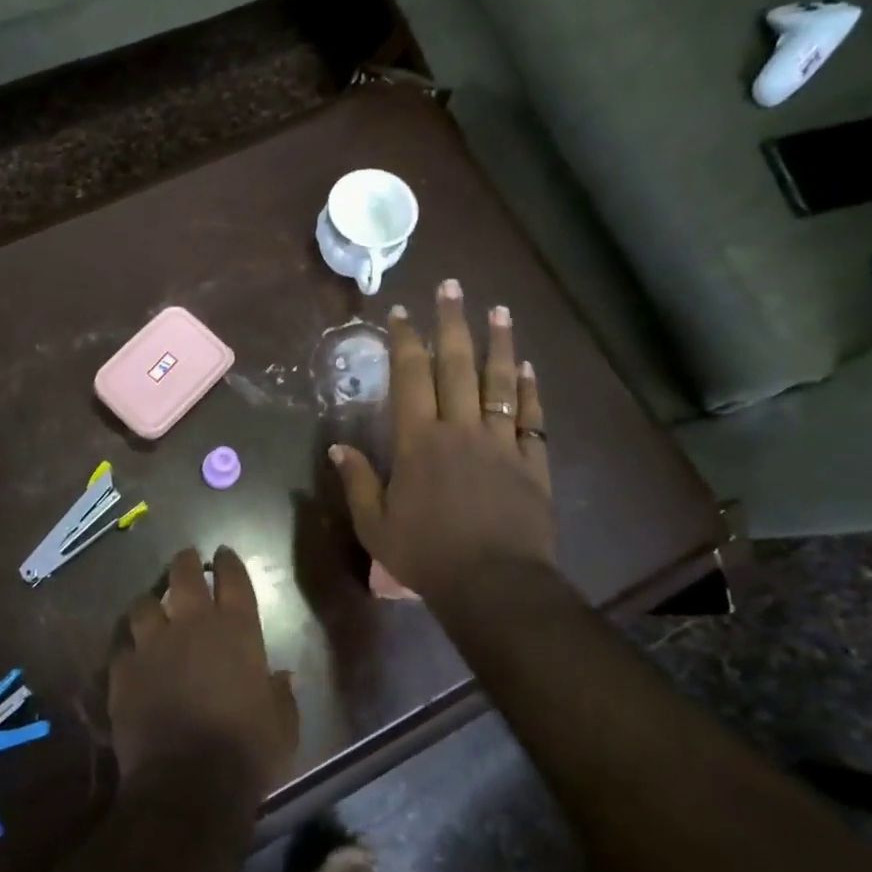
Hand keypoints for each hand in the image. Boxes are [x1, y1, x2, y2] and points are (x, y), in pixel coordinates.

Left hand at [108, 547, 298, 795]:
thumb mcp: (282, 724)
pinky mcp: (123, 672)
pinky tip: (131, 655)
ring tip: (152, 610)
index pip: (233, 579)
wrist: (188, 784)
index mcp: (236, 630)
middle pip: (184, 575)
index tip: (223, 554)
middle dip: (185, 563)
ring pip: (144, 605)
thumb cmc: (247, 751)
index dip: (227, 562)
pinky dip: (128, 648)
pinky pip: (122, 647)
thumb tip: (282, 677)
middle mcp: (192, 625)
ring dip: (151, 605)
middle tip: (186, 560)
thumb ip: (280, 694)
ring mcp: (152, 645)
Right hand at [329, 279, 555, 602]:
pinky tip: (527, 366)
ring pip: (499, 382)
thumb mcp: (375, 526)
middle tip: (451, 286)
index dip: (404, 341)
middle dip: (450, 323)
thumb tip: (339, 447)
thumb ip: (357, 482)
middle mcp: (461, 429)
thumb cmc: (427, 554)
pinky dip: (530, 389)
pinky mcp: (531, 462)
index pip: (410, 377)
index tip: (401, 313)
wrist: (494, 585)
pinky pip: (532, 417)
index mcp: (419, 441)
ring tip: (498, 309)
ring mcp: (501, 442)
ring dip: (497, 343)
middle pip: (456, 365)